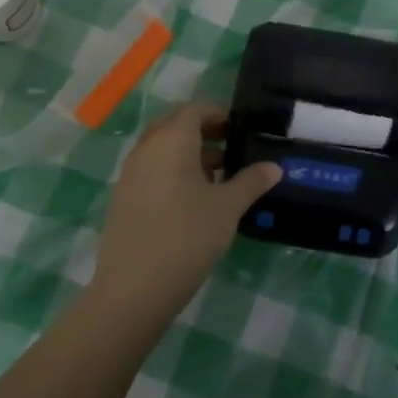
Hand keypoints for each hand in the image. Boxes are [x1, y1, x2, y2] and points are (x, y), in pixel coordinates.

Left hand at [89, 105, 280, 321]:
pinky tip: (193, 201)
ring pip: (161, 149)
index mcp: (172, 140)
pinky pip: (151, 170)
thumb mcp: (228, 208)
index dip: (218, 113)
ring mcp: (130, 174)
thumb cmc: (187, 236)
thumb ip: (251, 182)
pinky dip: (172, 172)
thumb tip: (274, 167)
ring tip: (219, 177)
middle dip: (203, 132)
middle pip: (175, 126)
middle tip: (231, 148)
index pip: (195, 110)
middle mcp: (147, 148)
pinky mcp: (123, 198)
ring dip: (188, 154)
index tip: (241, 128)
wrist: (134, 288)